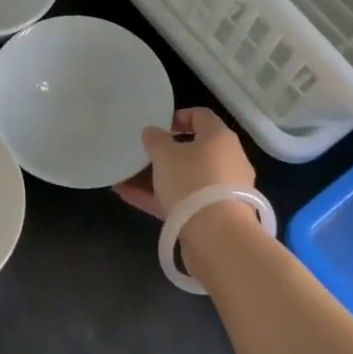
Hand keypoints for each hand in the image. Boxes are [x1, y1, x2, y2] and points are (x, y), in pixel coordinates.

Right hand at [113, 107, 255, 218]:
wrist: (218, 237)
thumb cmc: (192, 182)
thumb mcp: (165, 155)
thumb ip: (156, 140)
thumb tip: (153, 132)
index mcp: (220, 138)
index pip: (201, 116)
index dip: (178, 117)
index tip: (157, 126)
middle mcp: (227, 161)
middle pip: (194, 150)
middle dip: (165, 153)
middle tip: (141, 154)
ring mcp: (221, 191)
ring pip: (185, 178)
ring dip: (157, 178)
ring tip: (126, 177)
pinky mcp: (213, 216)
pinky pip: (182, 201)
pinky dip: (158, 198)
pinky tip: (128, 197)